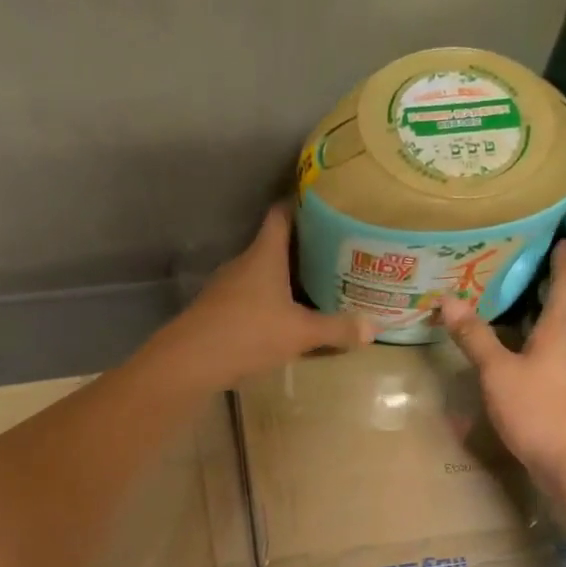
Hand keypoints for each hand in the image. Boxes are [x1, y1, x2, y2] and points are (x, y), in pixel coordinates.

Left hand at [150, 204, 372, 388]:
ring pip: (263, 275)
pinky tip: (286, 319)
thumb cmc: (249, 333)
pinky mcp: (220, 312)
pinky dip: (271, 303)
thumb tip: (374, 329)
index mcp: (264, 254)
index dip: (301, 205)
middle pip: (275, 246)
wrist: (191, 361)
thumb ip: (336, 329)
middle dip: (303, 249)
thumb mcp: (300, 333)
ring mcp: (228, 288)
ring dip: (286, 280)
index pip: (281, 214)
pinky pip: (252, 299)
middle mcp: (244, 264)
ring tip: (316, 286)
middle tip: (334, 254)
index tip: (325, 206)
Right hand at [439, 241, 565, 494]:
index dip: (563, 261)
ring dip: (545, 321)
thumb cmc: (540, 411)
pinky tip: (524, 360)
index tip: (564, 241)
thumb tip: (448, 299)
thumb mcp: (498, 373)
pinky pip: (556, 361)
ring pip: (561, 337)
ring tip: (521, 311)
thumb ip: (475, 338)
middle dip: (551, 289)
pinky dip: (540, 349)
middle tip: (530, 272)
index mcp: (561, 330)